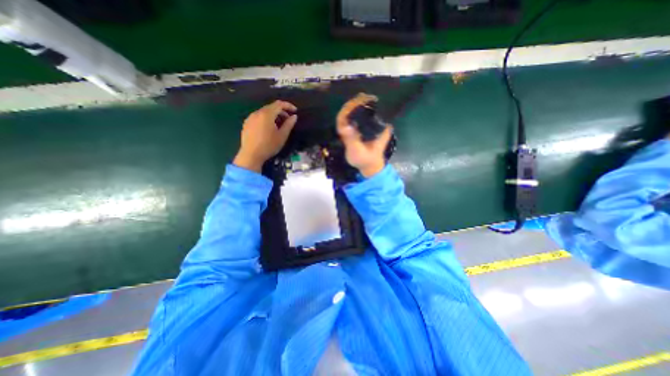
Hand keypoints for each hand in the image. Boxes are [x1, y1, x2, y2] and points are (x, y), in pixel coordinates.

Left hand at [235, 100, 298, 170]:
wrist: (251, 155)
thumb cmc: (269, 146)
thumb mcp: (282, 136)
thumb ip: (289, 124)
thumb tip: (294, 116)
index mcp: (267, 114)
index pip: (279, 104)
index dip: (288, 106)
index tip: (295, 111)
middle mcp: (257, 113)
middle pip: (271, 107)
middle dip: (281, 112)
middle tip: (288, 120)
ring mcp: (250, 118)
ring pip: (264, 112)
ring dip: (274, 116)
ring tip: (279, 125)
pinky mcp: (246, 123)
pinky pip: (258, 117)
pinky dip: (266, 119)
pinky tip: (268, 129)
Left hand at [334, 93, 393, 177]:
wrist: (372, 163)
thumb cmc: (361, 158)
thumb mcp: (354, 150)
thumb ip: (350, 139)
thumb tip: (348, 126)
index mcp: (346, 132)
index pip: (342, 118)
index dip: (346, 110)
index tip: (353, 103)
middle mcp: (352, 127)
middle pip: (351, 112)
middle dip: (355, 103)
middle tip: (363, 96)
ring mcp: (361, 127)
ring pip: (360, 112)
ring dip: (364, 103)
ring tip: (370, 97)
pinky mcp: (371, 128)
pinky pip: (371, 116)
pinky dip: (373, 109)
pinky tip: (377, 103)